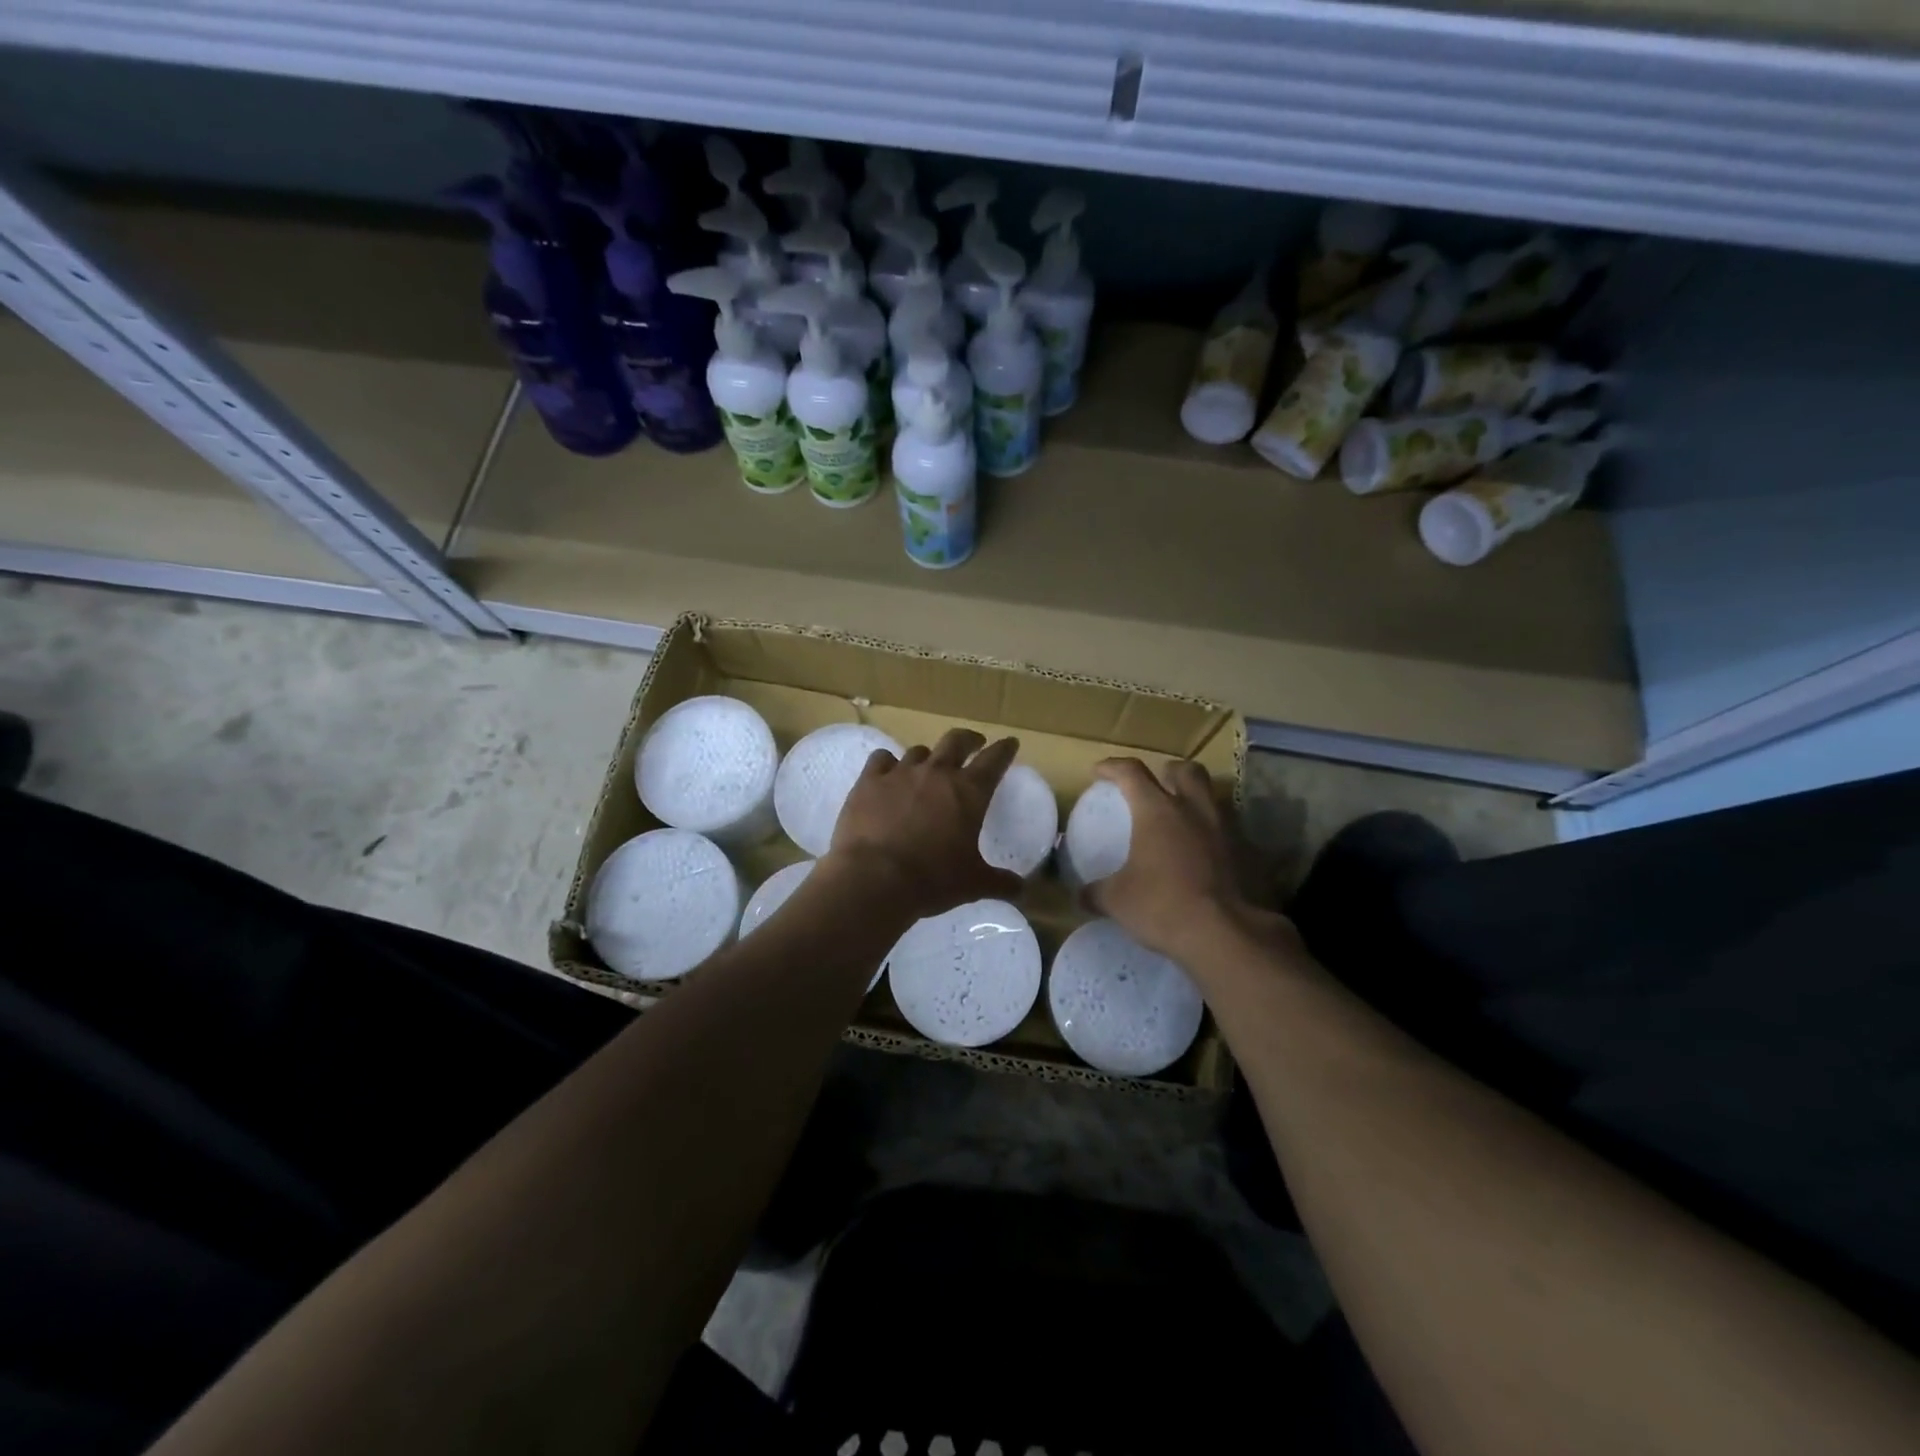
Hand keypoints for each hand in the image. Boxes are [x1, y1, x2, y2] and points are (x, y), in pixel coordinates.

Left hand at [825, 729, 1026, 920]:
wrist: (874, 879)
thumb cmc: (932, 880)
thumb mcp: (973, 884)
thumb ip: (999, 882)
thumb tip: (1021, 890)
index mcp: (969, 792)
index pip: (994, 760)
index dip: (1004, 749)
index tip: (1010, 743)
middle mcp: (937, 773)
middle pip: (957, 741)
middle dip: (969, 740)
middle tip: (974, 744)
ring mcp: (901, 773)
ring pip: (919, 751)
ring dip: (928, 757)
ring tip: (928, 767)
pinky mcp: (869, 781)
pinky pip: (881, 759)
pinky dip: (888, 763)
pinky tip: (887, 772)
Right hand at [1083, 757, 1287, 964]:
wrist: (1224, 934)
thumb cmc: (1162, 906)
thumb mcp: (1116, 900)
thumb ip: (1096, 892)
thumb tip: (1080, 895)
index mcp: (1157, 810)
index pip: (1131, 772)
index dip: (1113, 767)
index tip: (1099, 772)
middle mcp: (1193, 809)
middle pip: (1185, 770)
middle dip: (1168, 772)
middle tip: (1155, 786)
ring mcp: (1224, 829)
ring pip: (1212, 796)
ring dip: (1195, 800)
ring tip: (1181, 819)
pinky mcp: (1245, 853)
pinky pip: (1227, 830)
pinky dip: (1212, 833)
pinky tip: (1201, 853)